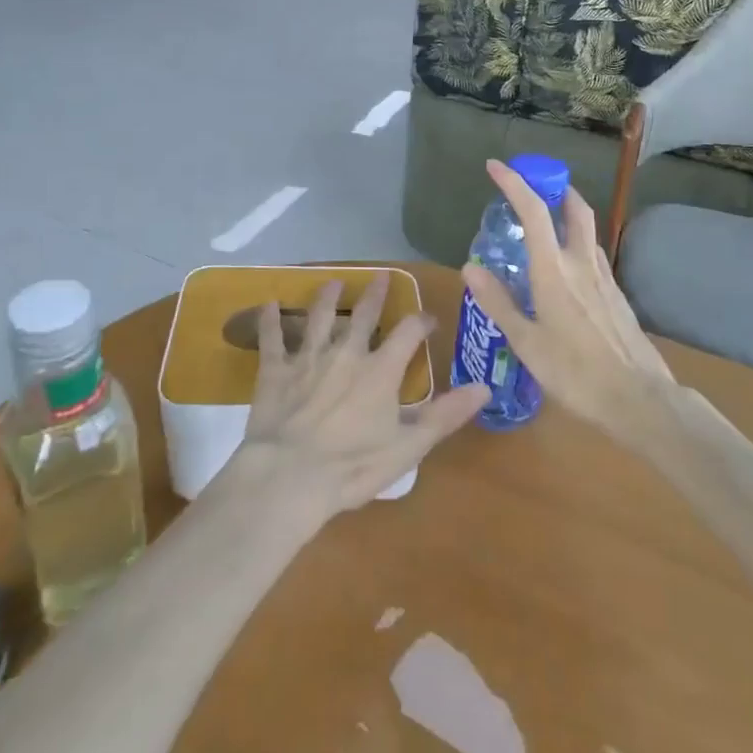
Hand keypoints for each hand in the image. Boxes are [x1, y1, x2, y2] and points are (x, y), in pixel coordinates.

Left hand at [237, 274, 489, 517]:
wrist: (289, 476)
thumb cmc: (353, 466)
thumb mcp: (409, 446)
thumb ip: (446, 415)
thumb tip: (485, 387)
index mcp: (380, 370)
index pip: (408, 333)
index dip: (420, 322)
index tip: (428, 319)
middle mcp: (346, 353)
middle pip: (363, 315)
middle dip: (374, 295)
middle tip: (380, 276)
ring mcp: (308, 358)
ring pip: (319, 318)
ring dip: (326, 298)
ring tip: (331, 282)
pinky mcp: (275, 371)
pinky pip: (272, 339)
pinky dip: (269, 321)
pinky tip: (268, 304)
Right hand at [461, 160, 674, 433]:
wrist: (640, 399)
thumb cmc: (575, 373)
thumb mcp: (526, 343)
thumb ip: (499, 302)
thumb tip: (470, 267)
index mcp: (554, 270)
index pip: (534, 211)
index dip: (514, 183)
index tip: (495, 166)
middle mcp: (582, 263)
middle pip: (574, 208)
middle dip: (554, 187)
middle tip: (533, 185)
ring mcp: (605, 278)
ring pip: (587, 230)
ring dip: (568, 212)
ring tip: (546, 221)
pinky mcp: (617, 296)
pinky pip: (594, 255)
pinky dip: (577, 243)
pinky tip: (567, 267)